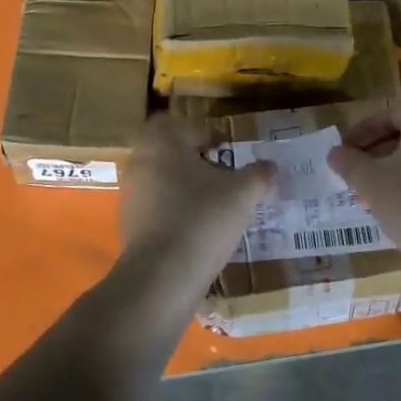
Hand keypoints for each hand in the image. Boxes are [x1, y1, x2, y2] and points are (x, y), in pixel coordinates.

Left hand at [118, 114, 275, 290]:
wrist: (162, 277)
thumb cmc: (202, 219)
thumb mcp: (243, 194)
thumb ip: (260, 175)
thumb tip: (271, 168)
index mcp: (162, 144)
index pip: (176, 124)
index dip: (202, 132)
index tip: (225, 149)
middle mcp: (140, 164)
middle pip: (167, 152)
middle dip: (194, 161)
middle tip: (222, 175)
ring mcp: (130, 197)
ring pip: (161, 181)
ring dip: (184, 188)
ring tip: (214, 206)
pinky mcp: (128, 226)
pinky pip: (155, 209)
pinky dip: (175, 213)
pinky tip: (198, 231)